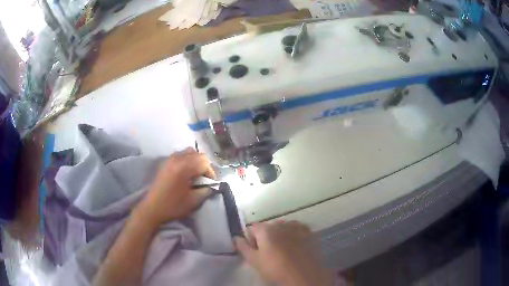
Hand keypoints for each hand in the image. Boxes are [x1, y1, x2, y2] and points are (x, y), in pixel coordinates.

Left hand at [136, 148, 215, 225]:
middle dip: (204, 165)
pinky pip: (180, 155)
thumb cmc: (173, 206)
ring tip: (195, 175)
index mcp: (184, 167)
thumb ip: (206, 191)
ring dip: (195, 161)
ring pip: (188, 152)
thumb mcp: (194, 201)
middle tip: (204, 179)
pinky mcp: (165, 163)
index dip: (210, 172)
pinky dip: (187, 161)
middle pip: (197, 154)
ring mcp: (169, 159)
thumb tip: (213, 185)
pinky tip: (185, 173)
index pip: (204, 161)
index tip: (211, 184)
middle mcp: (177, 159)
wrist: (152, 208)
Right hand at [235, 221, 331, 285]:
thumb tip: (236, 237)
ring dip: (280, 236)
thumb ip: (243, 247)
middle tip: (268, 253)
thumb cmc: (275, 269)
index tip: (255, 251)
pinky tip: (295, 247)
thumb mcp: (254, 261)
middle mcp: (281, 224)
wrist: (304, 275)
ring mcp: (296, 227)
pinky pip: (297, 229)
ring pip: (283, 228)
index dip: (251, 239)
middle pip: (268, 227)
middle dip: (265, 237)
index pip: (252, 228)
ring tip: (282, 251)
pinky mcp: (309, 233)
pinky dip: (294, 235)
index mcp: (265, 229)